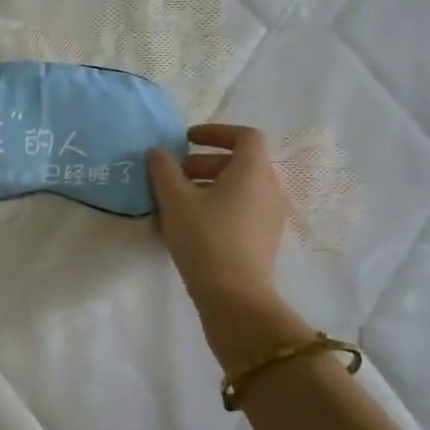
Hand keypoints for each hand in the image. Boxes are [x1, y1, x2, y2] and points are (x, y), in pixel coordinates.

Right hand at [146, 123, 288, 320]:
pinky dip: (217, 207)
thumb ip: (164, 170)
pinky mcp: (264, 240)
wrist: (235, 297)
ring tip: (175, 203)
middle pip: (240, 162)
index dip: (216, 132)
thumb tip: (159, 152)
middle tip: (174, 174)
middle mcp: (269, 188)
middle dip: (204, 162)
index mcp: (253, 171)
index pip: (245, 136)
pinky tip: (188, 226)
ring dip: (208, 186)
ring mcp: (270, 216)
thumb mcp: (175, 200)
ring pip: (239, 188)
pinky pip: (241, 210)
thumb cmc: (205, 239)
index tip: (187, 140)